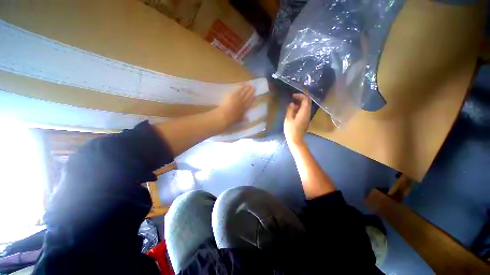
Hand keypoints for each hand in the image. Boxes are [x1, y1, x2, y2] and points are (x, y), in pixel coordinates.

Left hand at [217, 85, 254, 128]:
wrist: (225, 116)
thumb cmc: (231, 120)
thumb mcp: (239, 120)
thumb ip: (243, 118)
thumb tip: (247, 118)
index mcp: (244, 109)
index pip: (249, 103)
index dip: (252, 99)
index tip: (255, 95)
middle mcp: (243, 103)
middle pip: (247, 96)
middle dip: (251, 92)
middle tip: (254, 87)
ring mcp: (238, 98)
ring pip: (244, 92)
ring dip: (247, 88)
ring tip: (249, 85)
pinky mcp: (233, 95)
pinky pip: (239, 90)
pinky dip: (242, 87)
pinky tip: (243, 84)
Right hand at [284, 93, 310, 145]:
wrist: (295, 139)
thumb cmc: (291, 129)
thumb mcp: (288, 119)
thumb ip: (290, 110)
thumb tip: (292, 103)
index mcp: (304, 112)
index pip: (305, 100)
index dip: (300, 96)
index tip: (292, 96)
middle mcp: (308, 113)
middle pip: (308, 102)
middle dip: (301, 98)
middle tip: (293, 98)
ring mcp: (307, 117)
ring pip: (306, 106)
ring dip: (300, 103)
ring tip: (292, 105)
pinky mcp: (306, 120)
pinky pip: (305, 111)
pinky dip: (300, 108)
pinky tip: (294, 111)